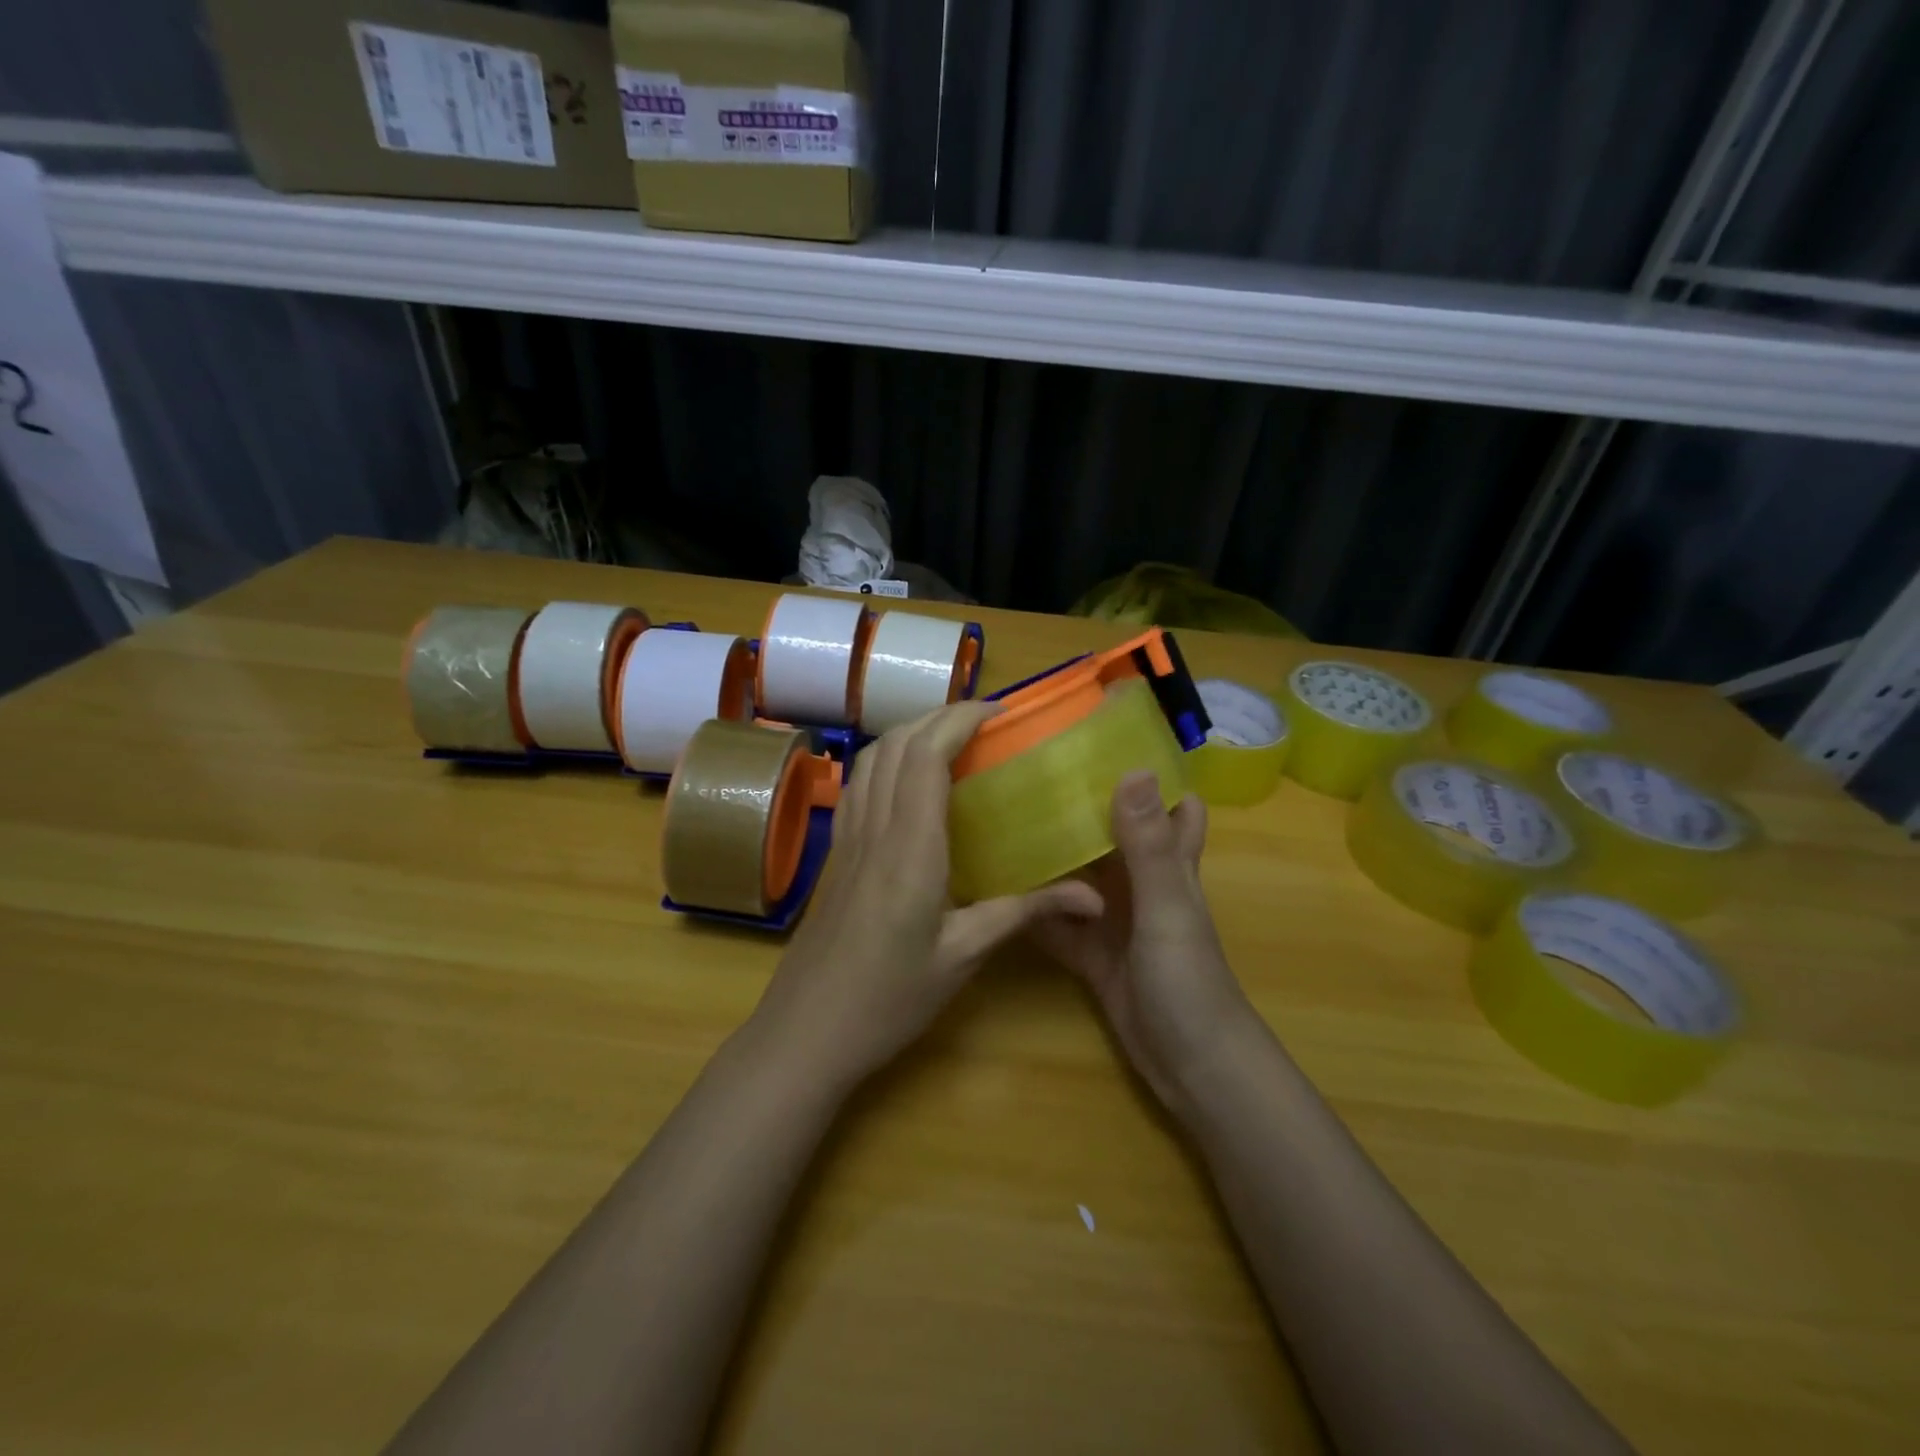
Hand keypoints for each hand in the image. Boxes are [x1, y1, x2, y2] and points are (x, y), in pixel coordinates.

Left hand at [752, 702, 1099, 1088]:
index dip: (960, 719)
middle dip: (940, 716)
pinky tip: (909, 781)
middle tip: (986, 722)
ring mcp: (848, 838)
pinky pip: (859, 784)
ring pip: (872, 758)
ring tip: (952, 740)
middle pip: (897, 744)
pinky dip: (887, 760)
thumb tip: (1092, 896)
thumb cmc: (889, 999)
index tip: (1000, 712)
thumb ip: (1024, 913)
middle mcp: (874, 828)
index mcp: (910, 847)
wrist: (806, 1032)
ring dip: (910, 733)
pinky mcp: (837, 853)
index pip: (927, 755)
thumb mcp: (963, 957)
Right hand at [1028, 773, 1256, 1115]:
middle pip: (1113, 832)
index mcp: (1169, 862)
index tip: (1106, 739)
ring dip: (1051, 852)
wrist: (1189, 1067)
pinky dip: (1033, 907)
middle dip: (1082, 803)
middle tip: (1029, 771)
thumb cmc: (1188, 981)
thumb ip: (1148, 846)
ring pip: (1079, 874)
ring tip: (1000, 818)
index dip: (1151, 772)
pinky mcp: (1090, 952)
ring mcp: (1113, 919)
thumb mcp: (1166, 908)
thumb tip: (1134, 768)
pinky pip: (1056, 921)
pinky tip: (993, 887)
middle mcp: (1141, 883)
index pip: (1172, 803)